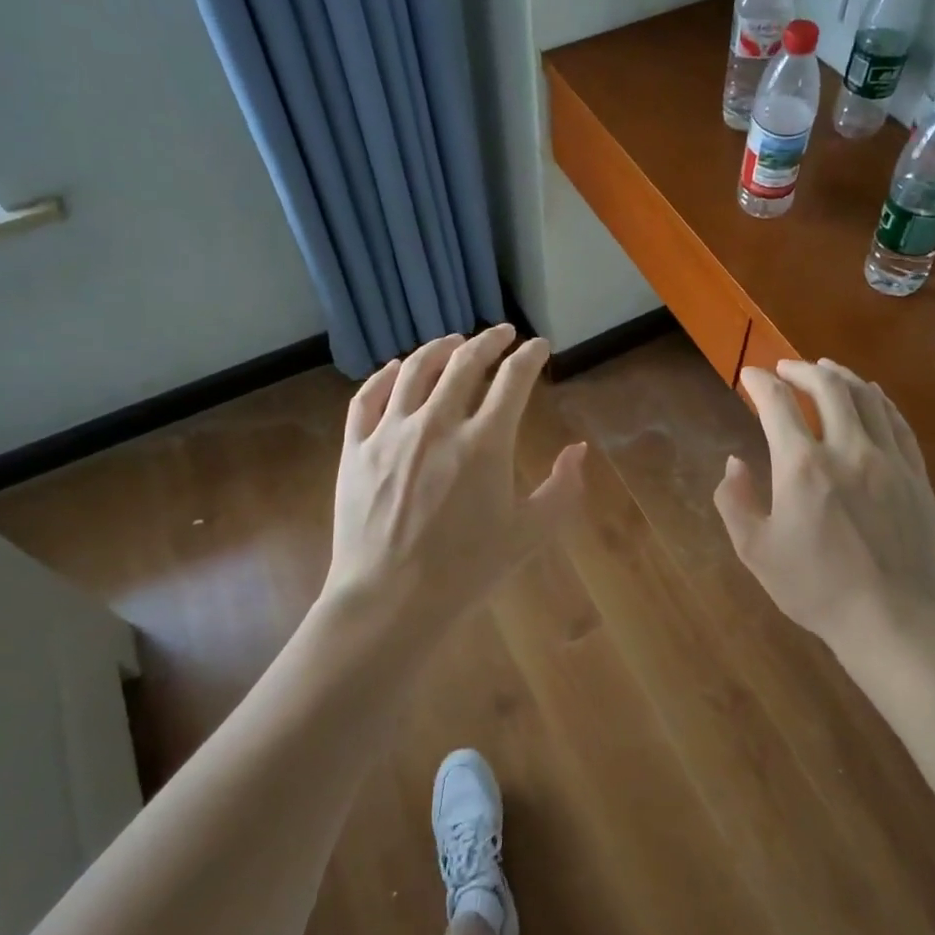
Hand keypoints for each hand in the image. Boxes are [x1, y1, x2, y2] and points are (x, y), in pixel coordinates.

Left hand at [322, 325, 586, 639]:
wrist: (390, 600)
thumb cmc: (466, 570)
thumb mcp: (528, 534)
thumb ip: (562, 489)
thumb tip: (578, 451)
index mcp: (484, 442)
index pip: (513, 378)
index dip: (530, 355)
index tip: (539, 346)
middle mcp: (437, 423)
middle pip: (465, 362)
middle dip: (489, 341)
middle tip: (502, 333)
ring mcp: (391, 433)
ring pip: (414, 369)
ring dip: (439, 348)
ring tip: (453, 341)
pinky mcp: (356, 448)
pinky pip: (367, 397)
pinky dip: (384, 375)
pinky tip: (396, 369)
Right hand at [715, 359, 934, 652]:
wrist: (891, 620)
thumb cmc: (816, 588)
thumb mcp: (755, 551)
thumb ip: (735, 501)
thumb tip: (734, 463)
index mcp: (802, 466)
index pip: (777, 403)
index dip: (760, 381)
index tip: (749, 376)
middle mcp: (847, 450)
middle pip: (827, 387)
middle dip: (801, 369)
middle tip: (785, 369)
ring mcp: (888, 459)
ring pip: (866, 397)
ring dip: (841, 376)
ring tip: (825, 369)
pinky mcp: (916, 475)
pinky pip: (897, 422)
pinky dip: (879, 400)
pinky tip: (871, 395)